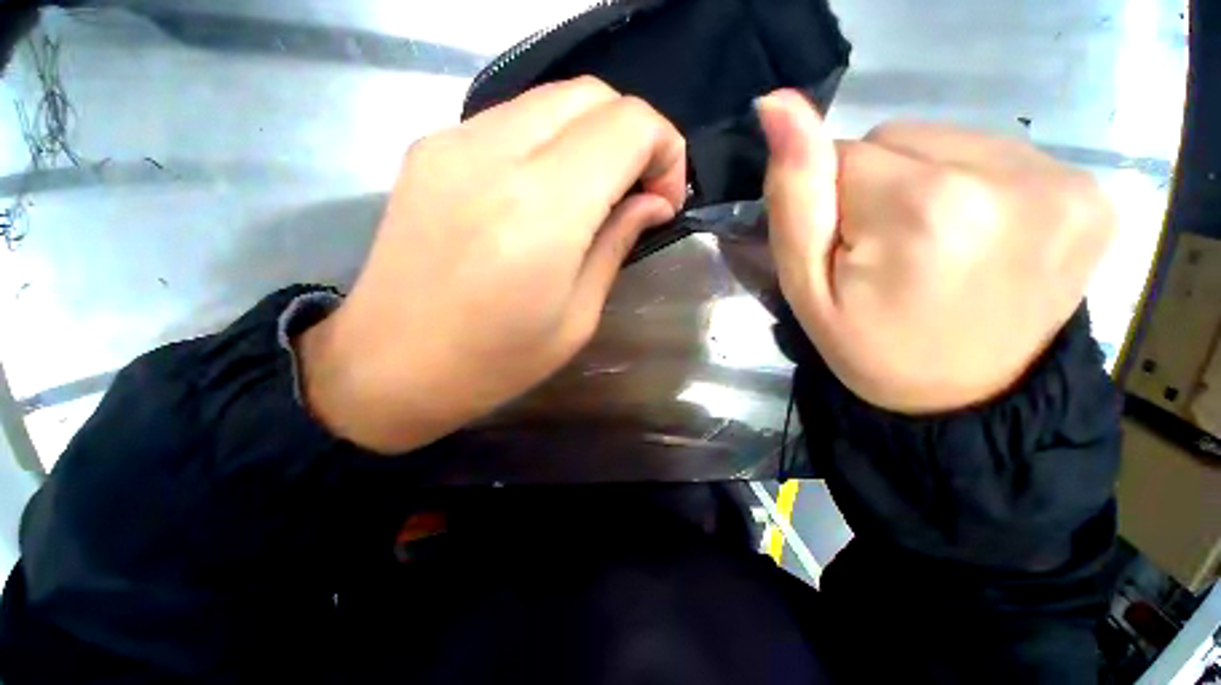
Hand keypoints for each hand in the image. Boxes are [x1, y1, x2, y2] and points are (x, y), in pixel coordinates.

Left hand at [299, 77, 686, 452]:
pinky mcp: (429, 149)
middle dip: (634, 136)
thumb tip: (652, 203)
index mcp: (542, 210)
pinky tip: (548, 191)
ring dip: (593, 137)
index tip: (663, 201)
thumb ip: (617, 245)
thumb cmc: (496, 361)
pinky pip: (512, 120)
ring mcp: (452, 142)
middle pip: (592, 96)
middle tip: (637, 193)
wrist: (389, 367)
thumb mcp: (578, 317)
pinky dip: (551, 142)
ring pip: (552, 100)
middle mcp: (494, 155)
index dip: (665, 152)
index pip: (628, 126)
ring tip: (597, 193)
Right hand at [757, 89, 1114, 412]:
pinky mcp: (1091, 190)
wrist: (965, 396)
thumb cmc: (869, 345)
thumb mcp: (806, 288)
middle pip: (901, 138)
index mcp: (929, 210)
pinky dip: (972, 185)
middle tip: (885, 251)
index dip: (832, 200)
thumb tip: (776, 104)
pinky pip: (998, 153)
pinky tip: (975, 236)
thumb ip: (793, 196)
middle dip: (878, 187)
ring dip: (925, 183)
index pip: (844, 155)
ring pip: (947, 139)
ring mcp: (1065, 181)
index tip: (846, 248)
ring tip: (930, 246)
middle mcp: (1010, 177)